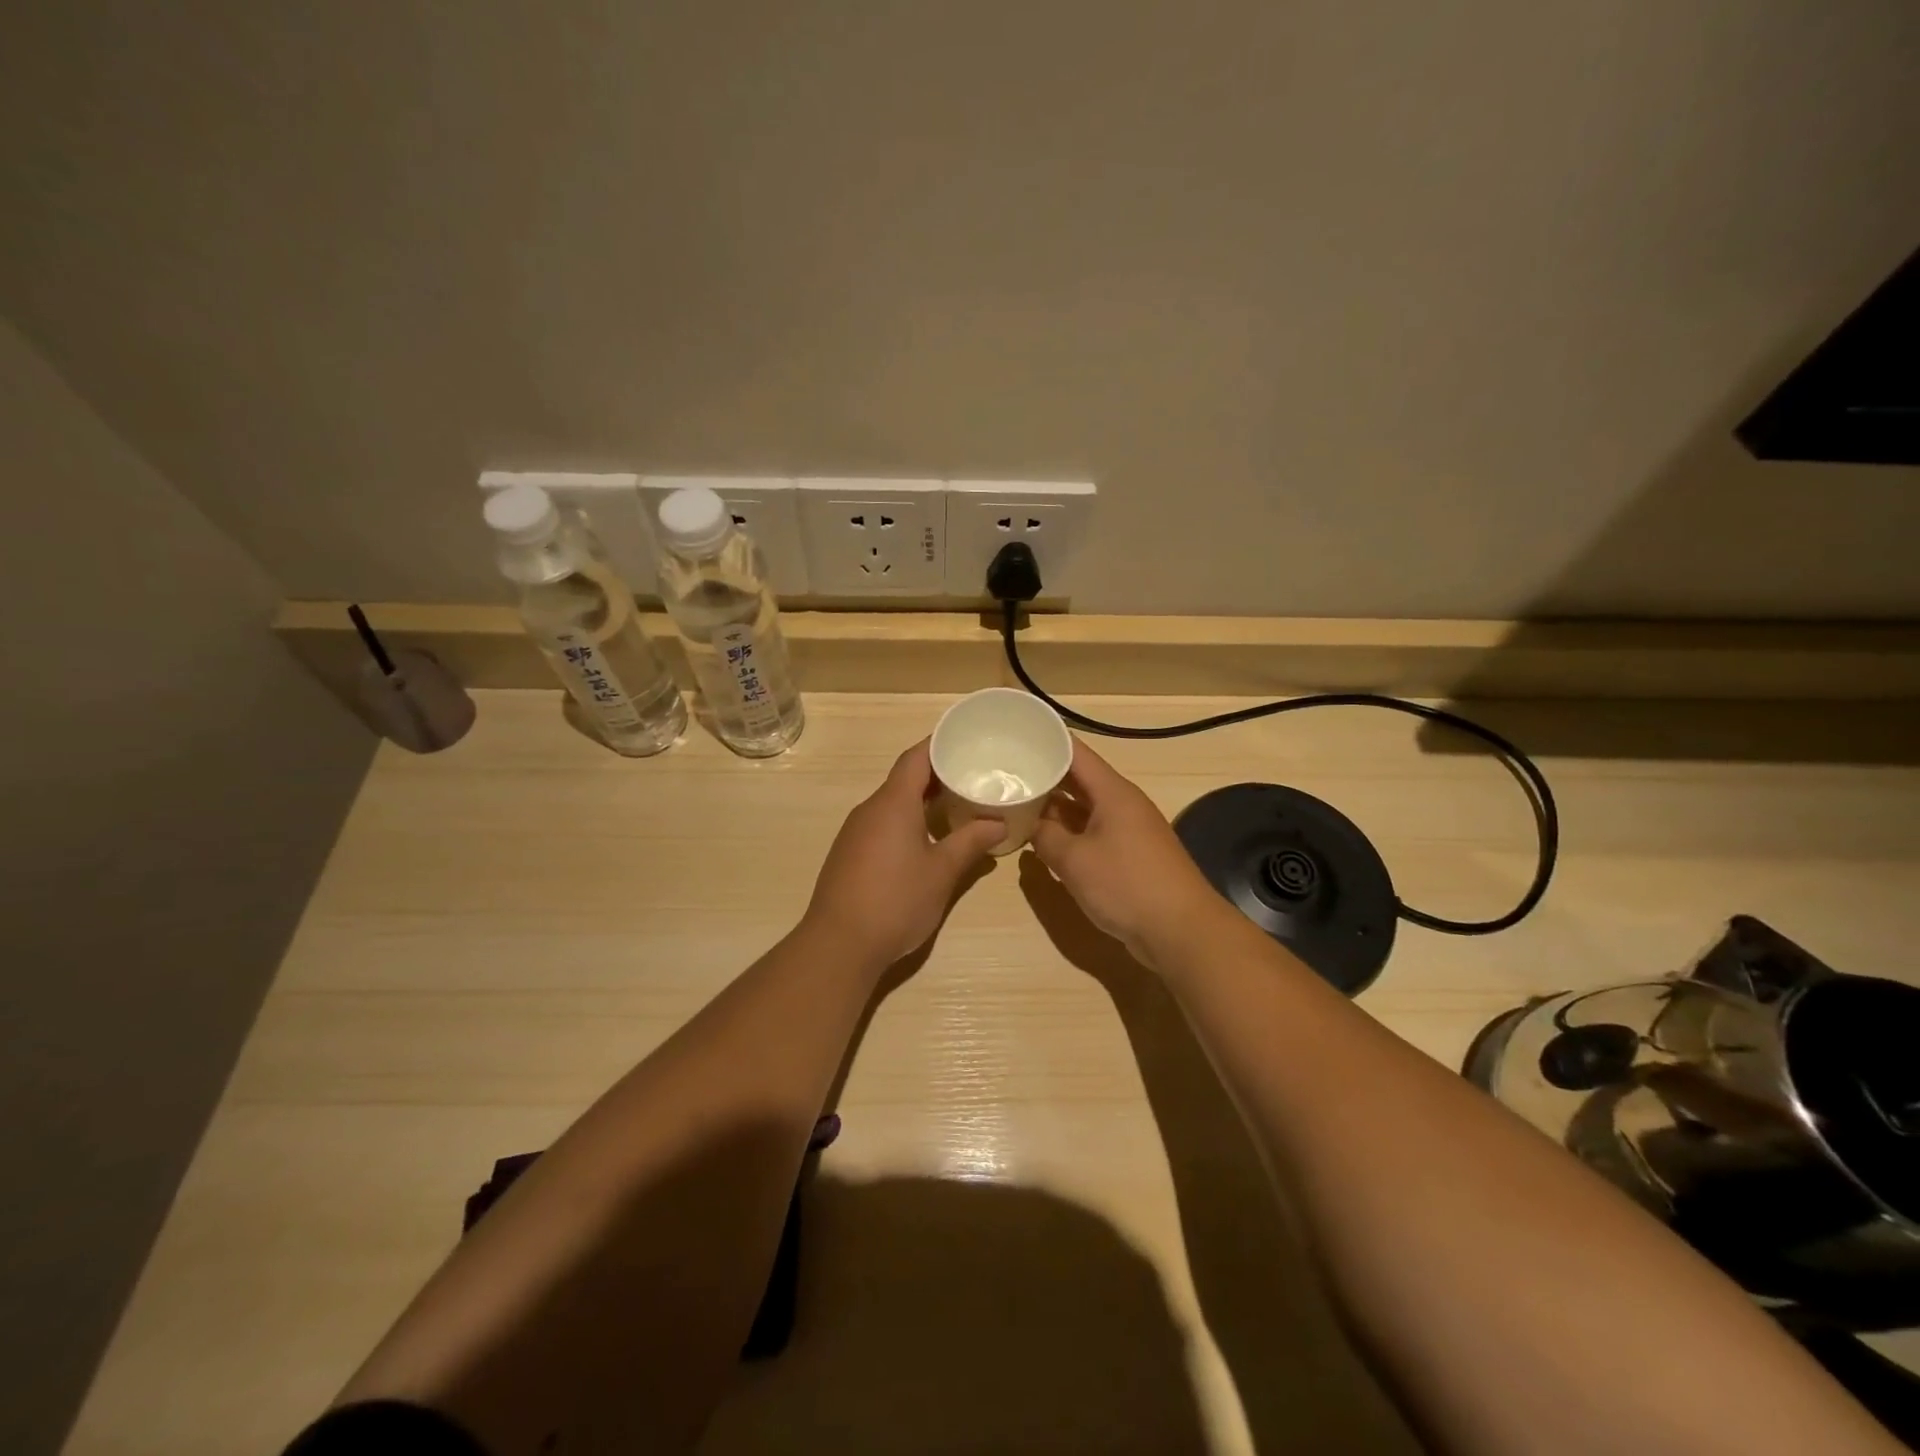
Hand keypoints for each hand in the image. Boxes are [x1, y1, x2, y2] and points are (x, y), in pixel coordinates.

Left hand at [802, 739, 1002, 969]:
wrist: (838, 944)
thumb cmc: (895, 901)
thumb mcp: (942, 872)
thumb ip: (970, 842)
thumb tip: (999, 823)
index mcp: (893, 803)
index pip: (915, 758)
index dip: (939, 744)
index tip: (965, 741)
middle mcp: (870, 809)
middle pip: (904, 779)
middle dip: (937, 774)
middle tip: (972, 776)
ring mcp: (855, 832)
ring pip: (892, 803)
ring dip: (921, 800)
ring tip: (956, 806)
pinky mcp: (849, 853)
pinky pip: (881, 823)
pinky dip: (906, 821)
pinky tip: (925, 840)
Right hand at [1031, 737, 1224, 964]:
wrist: (1181, 931)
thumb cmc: (1127, 885)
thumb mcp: (1074, 860)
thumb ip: (1045, 837)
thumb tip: (1030, 826)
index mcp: (1113, 792)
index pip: (1075, 752)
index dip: (1046, 740)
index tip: (1015, 735)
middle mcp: (1121, 804)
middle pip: (1078, 779)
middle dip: (1043, 776)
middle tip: (1005, 772)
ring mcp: (1126, 830)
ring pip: (1082, 809)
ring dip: (1053, 808)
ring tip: (1015, 803)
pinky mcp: (1128, 856)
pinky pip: (1090, 833)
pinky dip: (1067, 833)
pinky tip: (1041, 841)